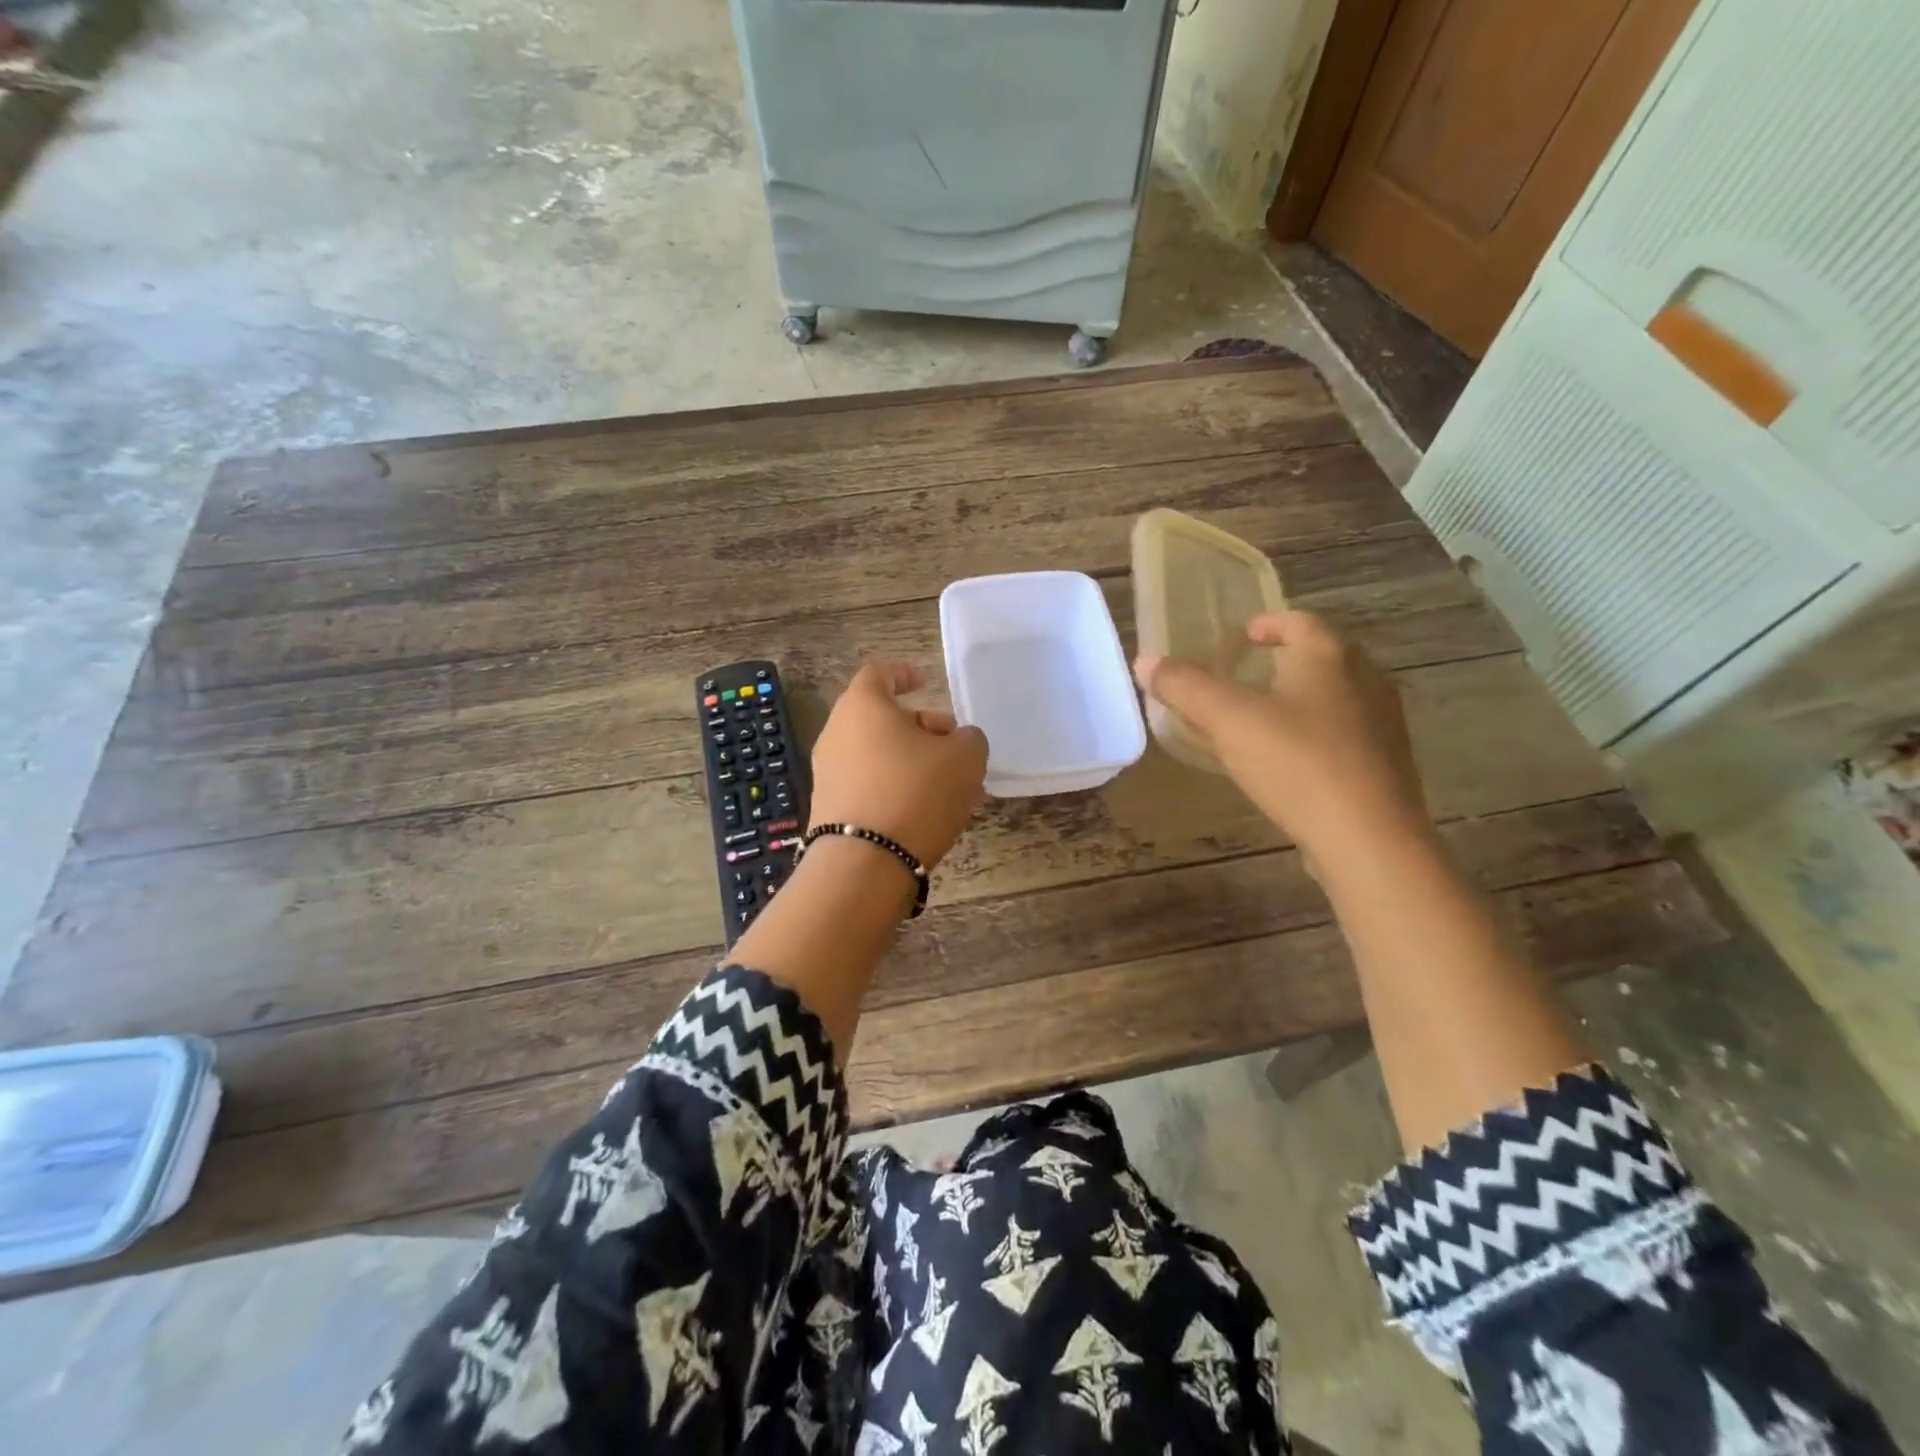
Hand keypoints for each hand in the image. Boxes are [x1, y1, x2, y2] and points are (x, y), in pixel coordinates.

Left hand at [807, 662, 988, 869]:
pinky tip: (926, 812)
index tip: (925, 683)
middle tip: (953, 746)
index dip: (903, 674)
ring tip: (951, 787)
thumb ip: (968, 739)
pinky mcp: (828, 808)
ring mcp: (828, 772)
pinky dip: (896, 788)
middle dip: (920, 727)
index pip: (878, 674)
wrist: (864, 862)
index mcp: (863, 706)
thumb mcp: (965, 758)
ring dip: (913, 762)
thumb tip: (958, 741)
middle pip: (880, 717)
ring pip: (878, 754)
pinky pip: (868, 785)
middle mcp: (837, 732)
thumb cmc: (916, 792)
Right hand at [1134, 611, 1428, 858]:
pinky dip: (1315, 733)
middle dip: (1284, 661)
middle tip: (1247, 676)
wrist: (1368, 838)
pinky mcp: (1386, 764)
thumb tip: (1145, 661)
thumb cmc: (1297, 763)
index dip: (1269, 624)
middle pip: (1322, 657)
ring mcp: (1382, 723)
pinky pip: (1344, 733)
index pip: (1300, 622)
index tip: (1244, 636)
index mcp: (1329, 657)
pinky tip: (1290, 761)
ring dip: (1300, 699)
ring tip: (1263, 719)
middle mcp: (1365, 679)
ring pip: (1335, 696)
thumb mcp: (1228, 720)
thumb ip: (1185, 687)